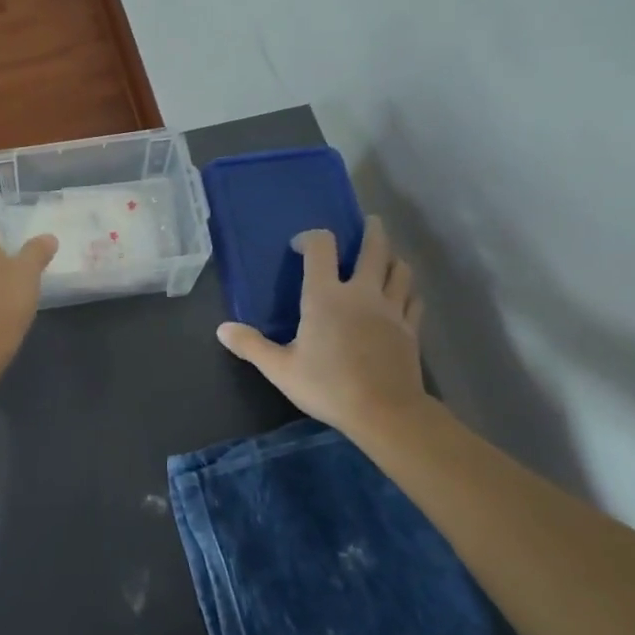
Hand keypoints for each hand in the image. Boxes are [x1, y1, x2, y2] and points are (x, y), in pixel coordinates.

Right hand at [217, 216, 429, 434]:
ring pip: (400, 270)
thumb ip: (251, 346)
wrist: (385, 411)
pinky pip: (413, 299)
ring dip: (393, 257)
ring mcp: (391, 309)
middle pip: (374, 249)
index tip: (300, 246)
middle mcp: (361, 293)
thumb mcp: (280, 369)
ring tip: (388, 255)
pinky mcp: (410, 328)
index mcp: (325, 296)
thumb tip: (222, 329)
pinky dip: (408, 289)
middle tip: (371, 222)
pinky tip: (404, 294)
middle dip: (371, 231)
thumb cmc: (328, 385)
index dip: (310, 238)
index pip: (321, 248)